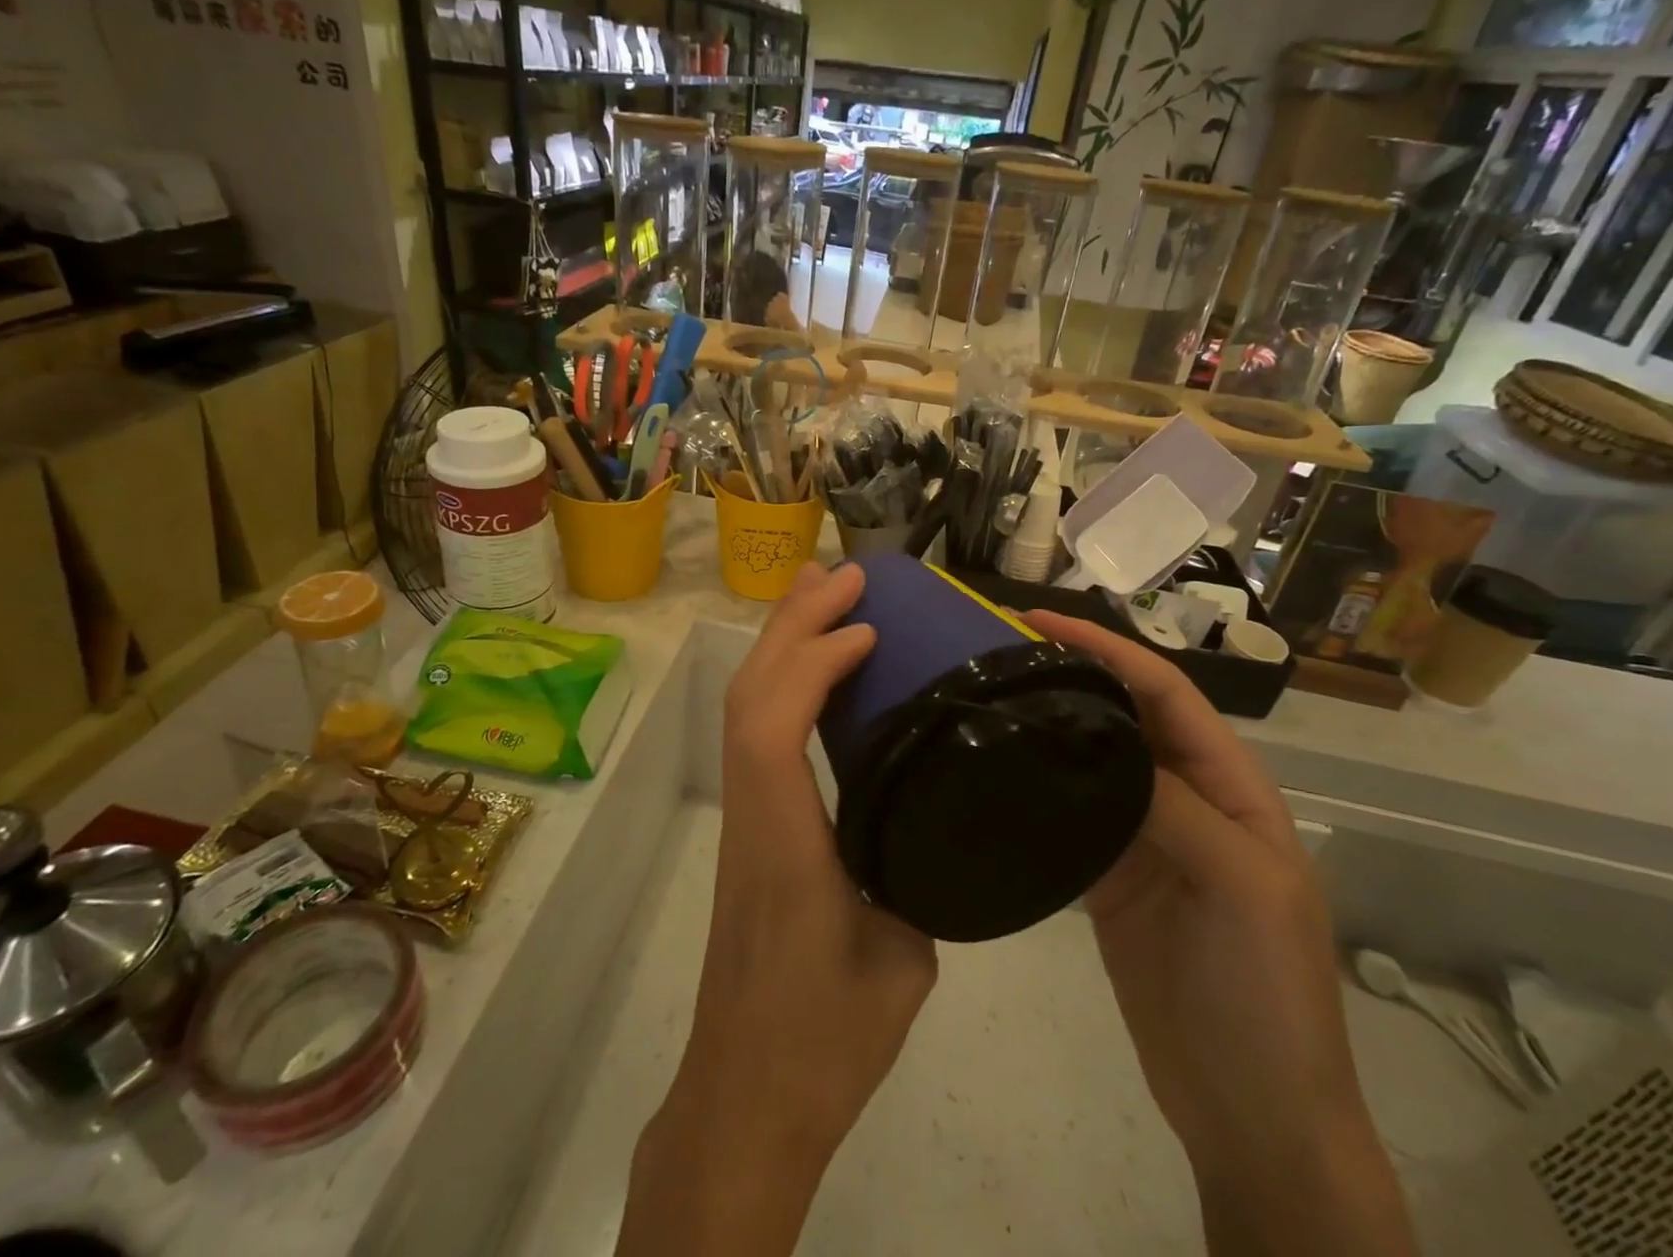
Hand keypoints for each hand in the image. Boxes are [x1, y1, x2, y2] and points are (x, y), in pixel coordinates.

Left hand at [619, 563, 936, 1256]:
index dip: (811, 664)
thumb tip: (928, 803)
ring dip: (782, 641)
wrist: (747, 1097)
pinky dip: (786, 681)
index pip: (772, 730)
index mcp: (783, 845)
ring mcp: (745, 816)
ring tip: (824, 593)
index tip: (865, 629)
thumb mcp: (898, 960)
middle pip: (750, 697)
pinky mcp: (751, 826)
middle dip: (792, 624)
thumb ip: (911, 870)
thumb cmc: (824, 1042)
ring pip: (746, 707)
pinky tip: (821, 668)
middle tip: (843, 575)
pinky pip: (758, 732)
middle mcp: (752, 814)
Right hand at [1026, 611, 1414, 1255]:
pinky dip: (1038, 783)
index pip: (1166, 694)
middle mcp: (1186, 799)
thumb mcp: (1241, 888)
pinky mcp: (1106, 875)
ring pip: (1093, 759)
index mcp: (1231, 788)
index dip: (1108, 649)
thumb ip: (1175, 807)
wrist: (1250, 1110)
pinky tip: (996, 767)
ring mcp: (1143, 838)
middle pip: (1124, 716)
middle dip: (1072, 673)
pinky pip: (1071, 812)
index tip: (1040, 621)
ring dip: (1050, 722)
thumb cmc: (1264, 992)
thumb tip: (1097, 739)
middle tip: (999, 649)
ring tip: (989, 692)